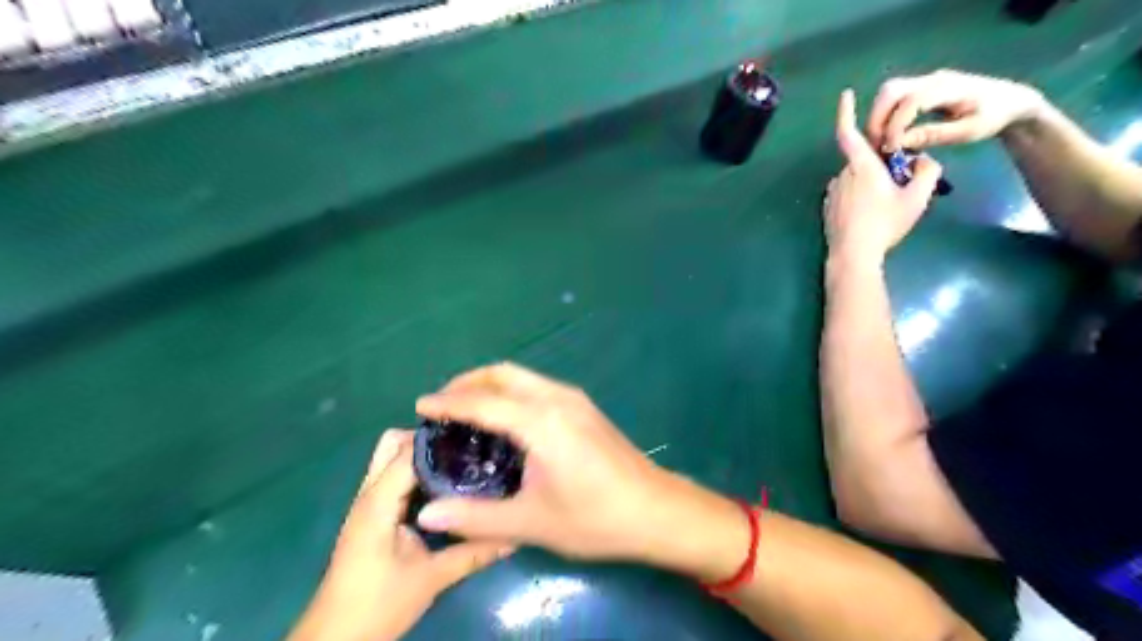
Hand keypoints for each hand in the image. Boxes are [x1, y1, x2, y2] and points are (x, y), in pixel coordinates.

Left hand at [289, 428, 512, 640]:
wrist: (336, 640)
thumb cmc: (378, 605)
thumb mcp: (431, 578)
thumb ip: (473, 553)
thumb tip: (513, 536)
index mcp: (379, 502)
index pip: (409, 452)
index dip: (441, 440)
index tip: (476, 435)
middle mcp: (369, 494)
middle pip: (392, 443)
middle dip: (426, 440)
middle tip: (464, 450)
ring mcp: (367, 504)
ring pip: (390, 459)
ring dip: (421, 455)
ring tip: (461, 461)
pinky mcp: (372, 516)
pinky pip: (392, 478)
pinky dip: (415, 472)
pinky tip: (445, 485)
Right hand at [417, 360, 745, 580]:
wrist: (655, 510)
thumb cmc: (595, 518)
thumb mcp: (531, 523)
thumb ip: (476, 517)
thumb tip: (428, 513)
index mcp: (542, 422)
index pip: (484, 402)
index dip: (448, 402)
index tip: (420, 406)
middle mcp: (557, 399)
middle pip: (503, 374)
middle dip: (468, 382)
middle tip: (442, 404)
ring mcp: (575, 400)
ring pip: (523, 377)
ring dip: (491, 385)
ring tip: (467, 409)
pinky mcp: (585, 407)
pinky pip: (537, 386)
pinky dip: (511, 392)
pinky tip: (505, 419)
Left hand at [826, 87, 942, 262]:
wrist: (852, 254)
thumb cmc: (884, 224)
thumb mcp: (917, 197)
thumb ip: (928, 171)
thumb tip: (922, 160)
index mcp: (861, 166)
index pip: (849, 133)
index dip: (846, 112)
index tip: (846, 95)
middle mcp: (841, 175)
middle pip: (863, 161)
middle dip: (881, 166)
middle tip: (899, 187)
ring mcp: (832, 193)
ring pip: (855, 179)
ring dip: (870, 185)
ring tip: (886, 208)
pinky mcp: (827, 208)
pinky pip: (847, 195)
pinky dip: (859, 199)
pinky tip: (870, 218)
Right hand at [868, 69, 1041, 150]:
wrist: (1011, 100)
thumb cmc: (993, 117)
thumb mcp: (968, 131)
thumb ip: (933, 135)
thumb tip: (900, 143)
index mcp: (948, 87)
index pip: (910, 102)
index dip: (895, 126)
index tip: (891, 149)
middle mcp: (932, 79)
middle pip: (890, 91)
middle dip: (877, 120)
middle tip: (877, 146)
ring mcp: (925, 81)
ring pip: (887, 93)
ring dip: (877, 118)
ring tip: (881, 142)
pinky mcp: (920, 88)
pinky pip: (893, 99)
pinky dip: (885, 117)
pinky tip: (890, 135)